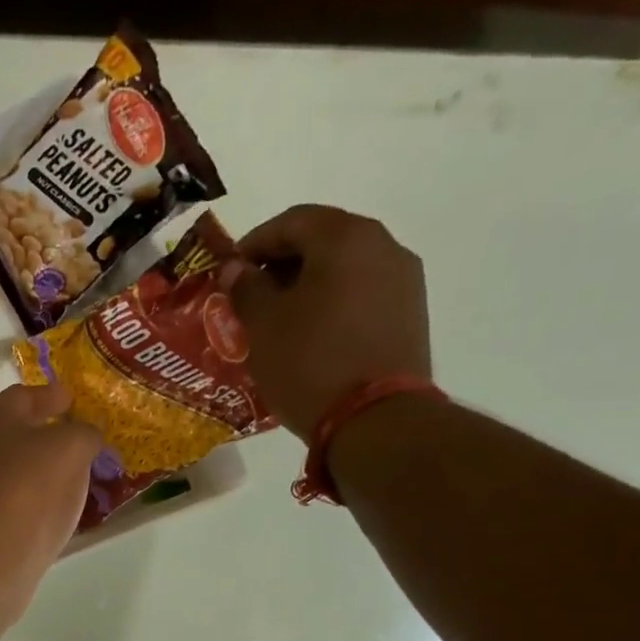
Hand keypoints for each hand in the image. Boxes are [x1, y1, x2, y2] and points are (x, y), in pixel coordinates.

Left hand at [0, 380, 101, 620]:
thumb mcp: (71, 449)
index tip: (72, 400)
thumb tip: (86, 436)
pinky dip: (31, 502)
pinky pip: (11, 503)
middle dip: (39, 431)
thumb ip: (84, 434)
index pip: (23, 395)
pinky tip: (51, 512)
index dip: (50, 395)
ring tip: (70, 477)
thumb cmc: (28, 491)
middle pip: (9, 432)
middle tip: (70, 438)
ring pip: (9, 469)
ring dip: (36, 469)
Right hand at [221, 205, 431, 437]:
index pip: (292, 221)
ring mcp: (403, 280)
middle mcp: (383, 246)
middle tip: (250, 297)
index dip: (254, 243)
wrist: (374, 419)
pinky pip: (361, 295)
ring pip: (344, 269)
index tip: (230, 272)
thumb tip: (236, 268)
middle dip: (282, 265)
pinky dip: (331, 305)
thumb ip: (246, 288)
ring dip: (308, 286)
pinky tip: (310, 336)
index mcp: (345, 238)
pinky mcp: (409, 314)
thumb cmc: (309, 363)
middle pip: (323, 240)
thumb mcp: (264, 326)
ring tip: (278, 321)